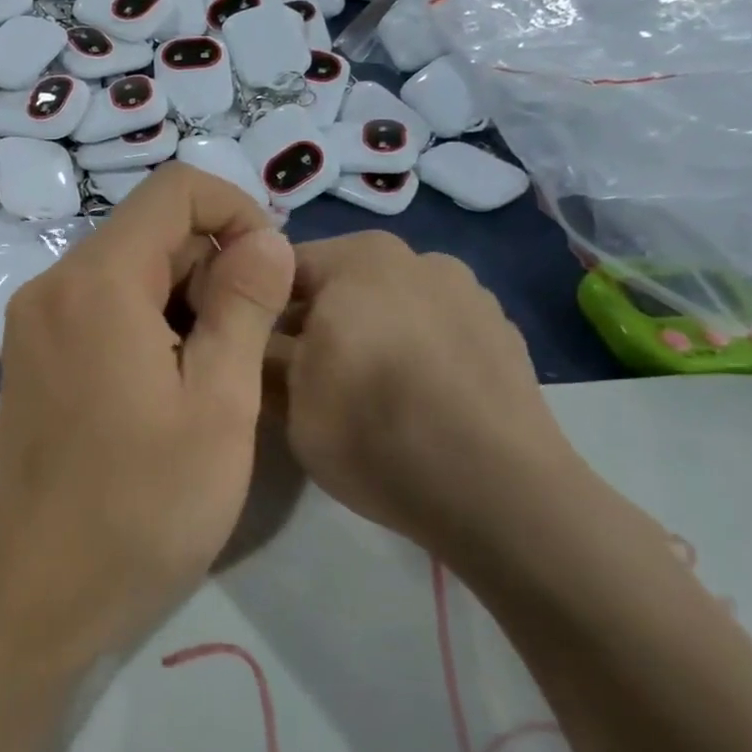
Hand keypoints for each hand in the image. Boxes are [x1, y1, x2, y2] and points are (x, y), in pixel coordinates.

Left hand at [0, 163, 294, 658]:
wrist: (41, 583)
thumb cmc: (144, 503)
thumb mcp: (220, 403)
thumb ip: (244, 305)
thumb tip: (264, 239)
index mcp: (98, 281)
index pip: (174, 190)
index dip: (235, 212)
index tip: (268, 274)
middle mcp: (54, 283)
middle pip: (148, 230)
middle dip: (211, 265)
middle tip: (246, 344)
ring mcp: (34, 319)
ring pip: (125, 269)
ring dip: (182, 298)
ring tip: (211, 374)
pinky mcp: (31, 352)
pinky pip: (98, 305)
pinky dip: (145, 321)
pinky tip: (167, 384)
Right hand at [268, 233, 585, 558]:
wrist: (501, 495)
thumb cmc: (374, 432)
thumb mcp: (285, 399)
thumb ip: (255, 351)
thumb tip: (248, 334)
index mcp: (357, 257)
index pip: (278, 267)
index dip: (254, 308)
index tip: (247, 351)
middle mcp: (416, 256)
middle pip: (337, 283)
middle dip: (312, 321)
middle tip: (299, 377)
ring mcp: (469, 291)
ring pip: (388, 304)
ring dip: (365, 333)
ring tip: (362, 392)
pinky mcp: (504, 332)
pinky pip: (433, 329)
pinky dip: (413, 350)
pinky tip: (414, 401)